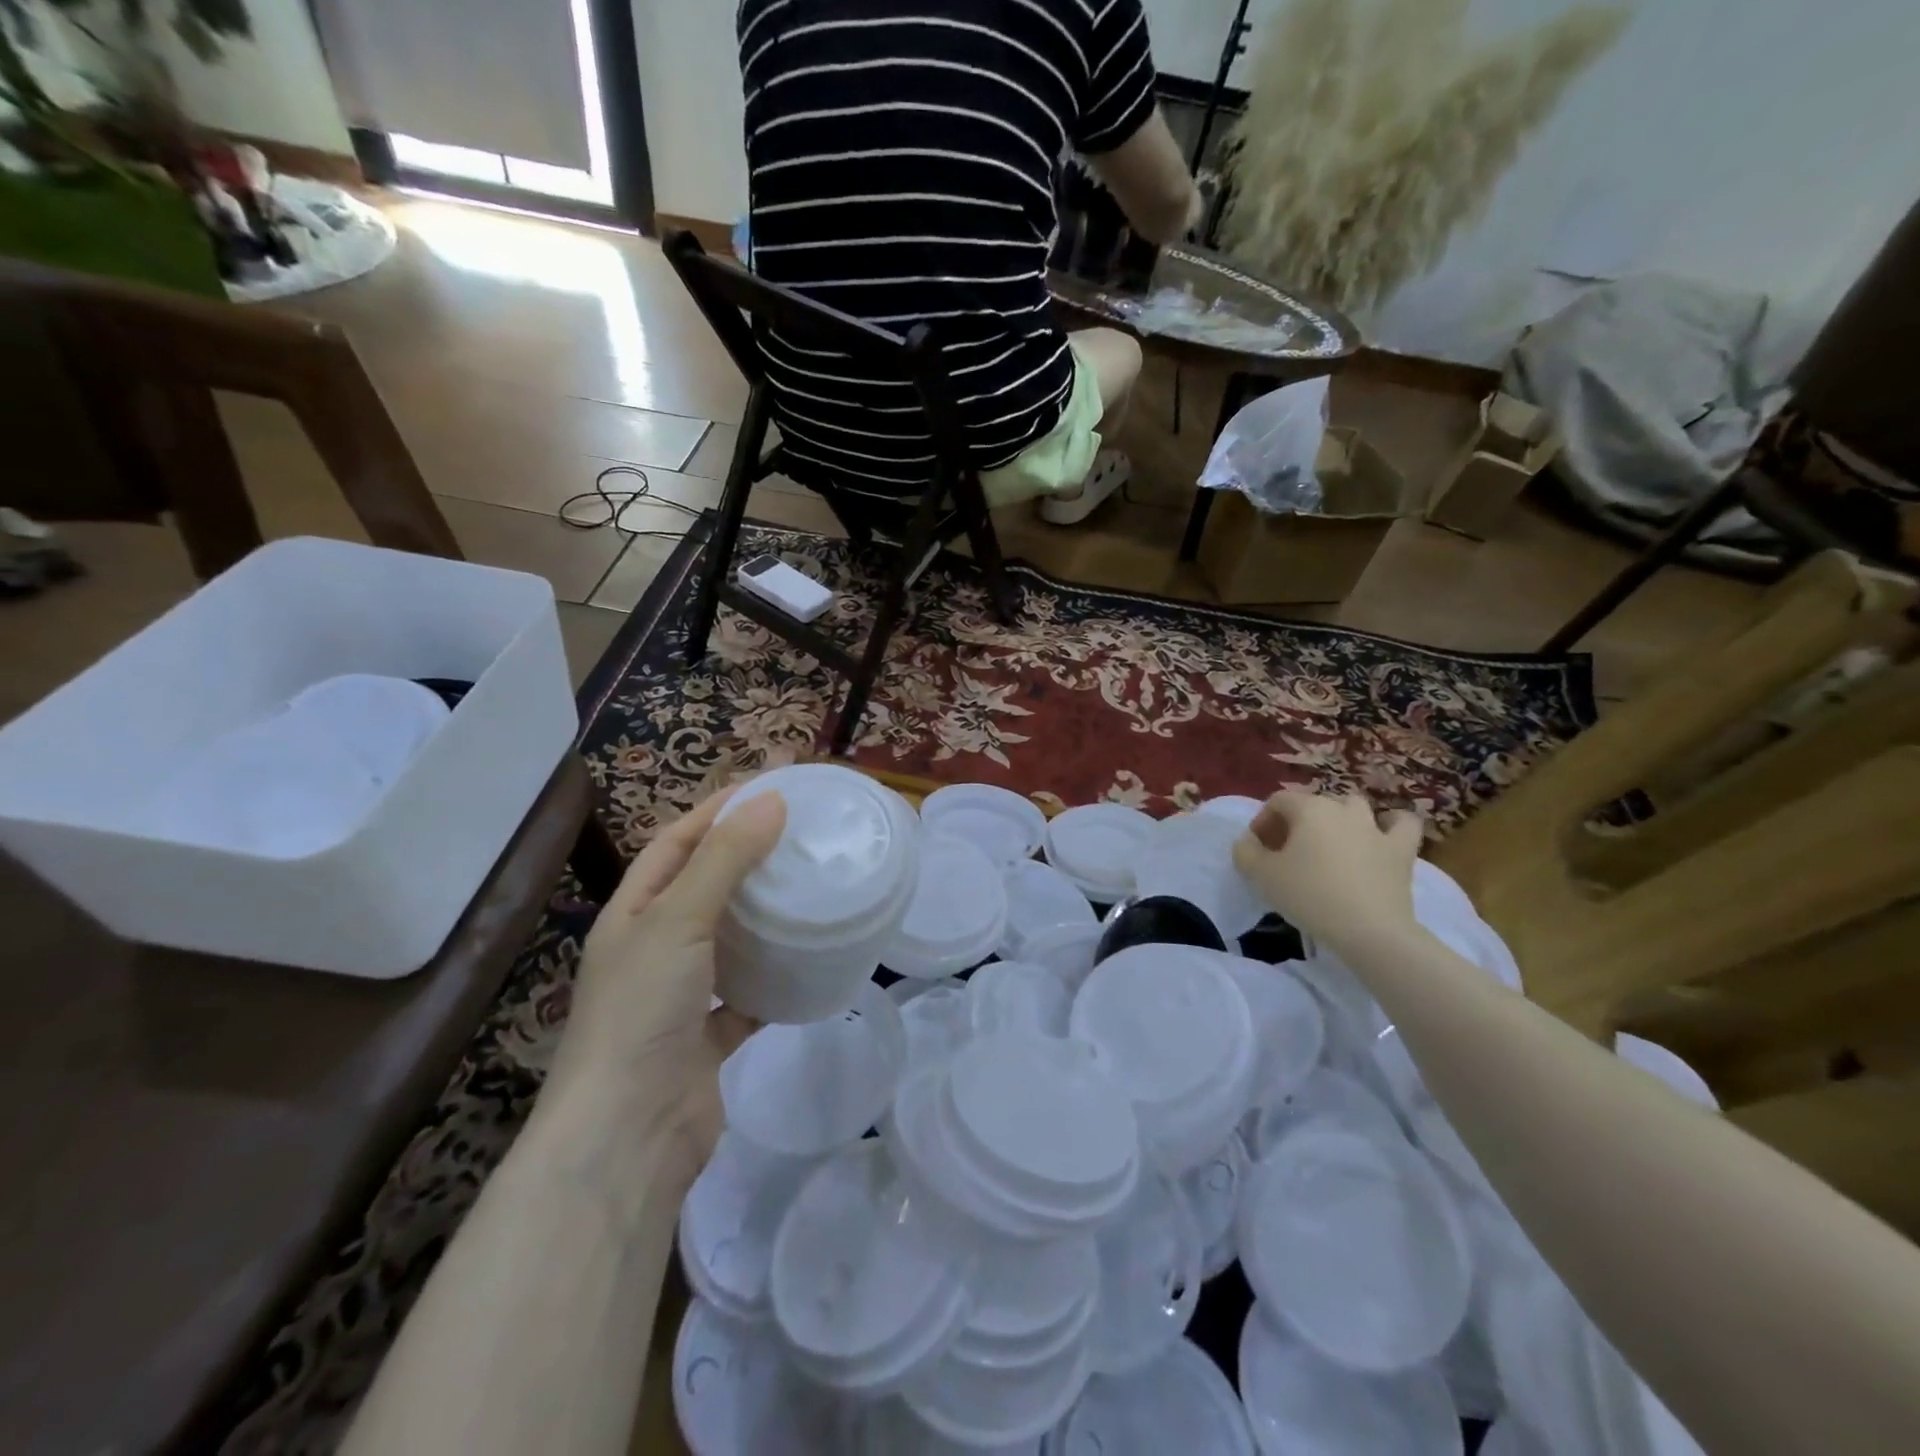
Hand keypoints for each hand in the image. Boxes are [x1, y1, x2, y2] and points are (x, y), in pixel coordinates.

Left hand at [545, 785, 786, 1166]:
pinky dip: (775, 980)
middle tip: (800, 834)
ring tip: (810, 887)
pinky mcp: (708, 1037)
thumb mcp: (679, 919)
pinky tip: (809, 963)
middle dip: (746, 857)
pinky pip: (749, 996)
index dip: (717, 811)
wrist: (629, 1134)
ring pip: (729, 941)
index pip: (676, 842)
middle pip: (704, 887)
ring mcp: (680, 995)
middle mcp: (653, 949)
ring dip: (763, 917)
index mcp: (633, 913)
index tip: (769, 788)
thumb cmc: (643, 1009)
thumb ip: (725, 859)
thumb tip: (772, 800)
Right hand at [1232, 790, 1423, 957]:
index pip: (1278, 802)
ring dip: (1338, 819)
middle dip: (1295, 823)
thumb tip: (1248, 842)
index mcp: (1308, 809)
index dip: (1262, 821)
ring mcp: (1376, 828)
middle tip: (1286, 853)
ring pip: (1354, 807)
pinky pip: (1401, 824)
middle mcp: (1342, 809)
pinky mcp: (1402, 850)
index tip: (1257, 850)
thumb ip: (1245, 852)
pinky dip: (1391, 825)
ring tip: (1328, 844)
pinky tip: (1380, 836)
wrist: (1368, 930)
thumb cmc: (1309, 896)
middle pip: (1312, 804)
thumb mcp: (1261, 875)